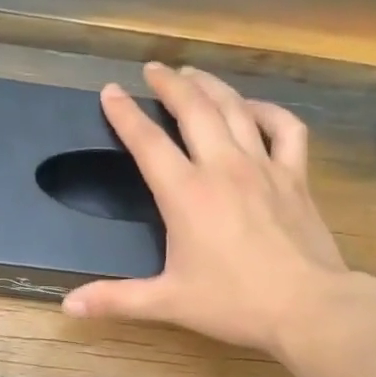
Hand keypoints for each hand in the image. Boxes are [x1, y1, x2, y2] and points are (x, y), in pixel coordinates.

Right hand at [62, 63, 349, 353]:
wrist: (307, 306)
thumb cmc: (234, 304)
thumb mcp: (169, 302)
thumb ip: (116, 299)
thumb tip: (68, 306)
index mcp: (185, 193)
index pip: (148, 141)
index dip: (125, 114)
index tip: (110, 91)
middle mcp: (222, 167)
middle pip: (193, 109)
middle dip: (170, 83)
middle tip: (154, 69)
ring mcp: (263, 166)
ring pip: (235, 109)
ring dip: (212, 86)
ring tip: (194, 74)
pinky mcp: (295, 175)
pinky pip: (285, 128)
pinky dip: (268, 111)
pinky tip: (255, 109)